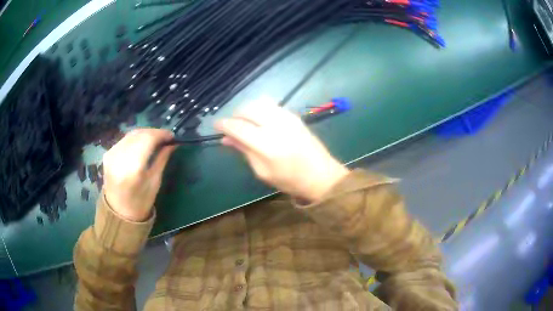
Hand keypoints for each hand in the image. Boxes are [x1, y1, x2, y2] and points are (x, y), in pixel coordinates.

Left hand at [102, 129, 175, 221]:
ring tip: (155, 140)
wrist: (118, 213)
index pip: (148, 139)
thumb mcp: (155, 182)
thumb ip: (162, 159)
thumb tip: (172, 143)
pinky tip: (141, 144)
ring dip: (144, 134)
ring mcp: (111, 155)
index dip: (161, 134)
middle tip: (165, 138)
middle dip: (154, 133)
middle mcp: (119, 157)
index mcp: (133, 168)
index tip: (172, 136)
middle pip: (139, 134)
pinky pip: (124, 140)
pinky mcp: (107, 154)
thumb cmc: (140, 202)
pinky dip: (135, 139)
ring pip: (131, 134)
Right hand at [215, 98, 348, 201]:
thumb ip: (244, 151)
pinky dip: (260, 109)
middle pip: (248, 109)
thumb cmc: (290, 180)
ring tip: (245, 122)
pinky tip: (260, 120)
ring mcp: (287, 117)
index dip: (224, 125)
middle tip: (232, 126)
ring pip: (259, 102)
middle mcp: (276, 125)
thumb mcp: (262, 171)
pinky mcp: (294, 115)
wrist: (321, 175)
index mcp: (267, 145)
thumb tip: (226, 139)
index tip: (216, 126)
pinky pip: (272, 104)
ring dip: (247, 109)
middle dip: (235, 115)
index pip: (238, 127)